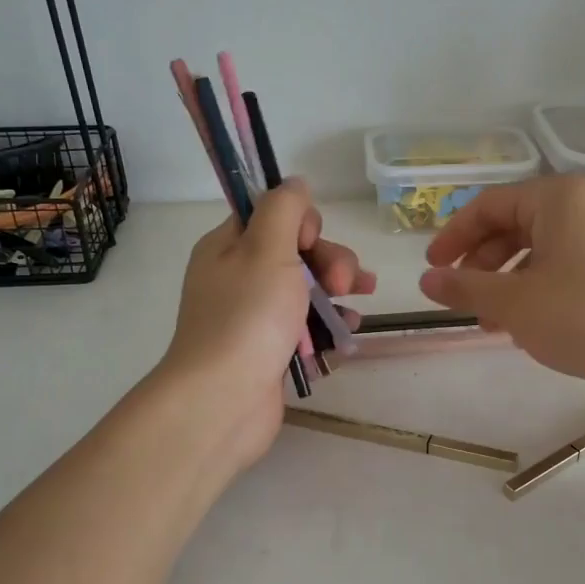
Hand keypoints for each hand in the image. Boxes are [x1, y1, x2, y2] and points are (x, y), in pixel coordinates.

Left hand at [155, 180, 374, 468]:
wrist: (224, 401)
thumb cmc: (247, 318)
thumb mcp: (267, 249)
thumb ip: (284, 209)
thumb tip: (295, 182)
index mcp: (228, 247)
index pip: (272, 216)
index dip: (303, 224)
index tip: (312, 243)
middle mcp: (238, 278)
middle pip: (296, 253)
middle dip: (330, 261)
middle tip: (345, 283)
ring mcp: (254, 318)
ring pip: (306, 291)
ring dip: (337, 292)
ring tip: (360, 304)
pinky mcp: (271, 351)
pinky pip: (306, 328)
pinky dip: (329, 326)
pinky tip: (349, 332)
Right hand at [419, 175, 584, 390]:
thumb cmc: (582, 315)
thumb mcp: (513, 303)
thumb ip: (465, 287)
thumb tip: (426, 280)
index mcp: (556, 198)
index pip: (488, 206)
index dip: (453, 237)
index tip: (433, 270)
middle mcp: (583, 206)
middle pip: (513, 226)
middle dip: (481, 264)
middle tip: (462, 298)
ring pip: (538, 250)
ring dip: (506, 282)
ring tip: (491, 322)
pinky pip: (563, 266)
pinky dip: (536, 289)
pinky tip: (527, 325)